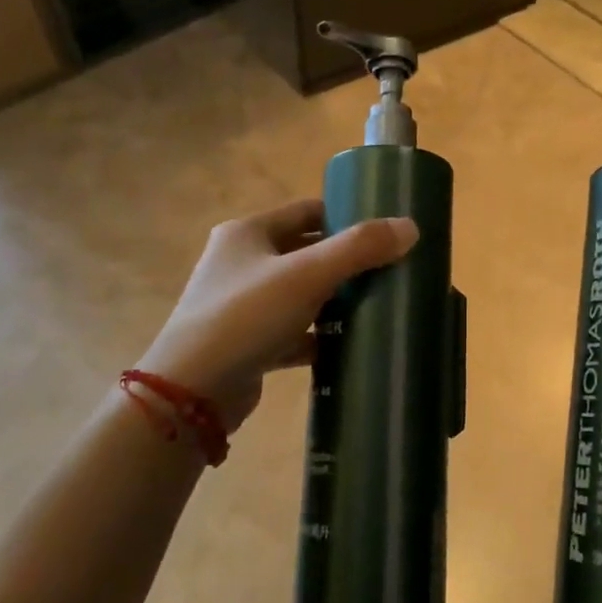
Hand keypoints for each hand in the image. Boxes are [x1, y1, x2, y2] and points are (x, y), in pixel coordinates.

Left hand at [138, 199, 418, 432]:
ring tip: (375, 305)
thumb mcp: (307, 275)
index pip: (305, 211)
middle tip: (387, 269)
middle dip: (343, 261)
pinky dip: (317, 336)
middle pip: (303, 252)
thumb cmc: (246, 316)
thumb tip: (410, 227)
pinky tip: (347, 345)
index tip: (382, 229)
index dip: (343, 215)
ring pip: (298, 294)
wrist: (192, 391)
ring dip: (332, 299)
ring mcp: (240, 305)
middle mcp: (240, 263)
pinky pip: (291, 331)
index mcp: (247, 233)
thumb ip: (359, 248)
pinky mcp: (246, 343)